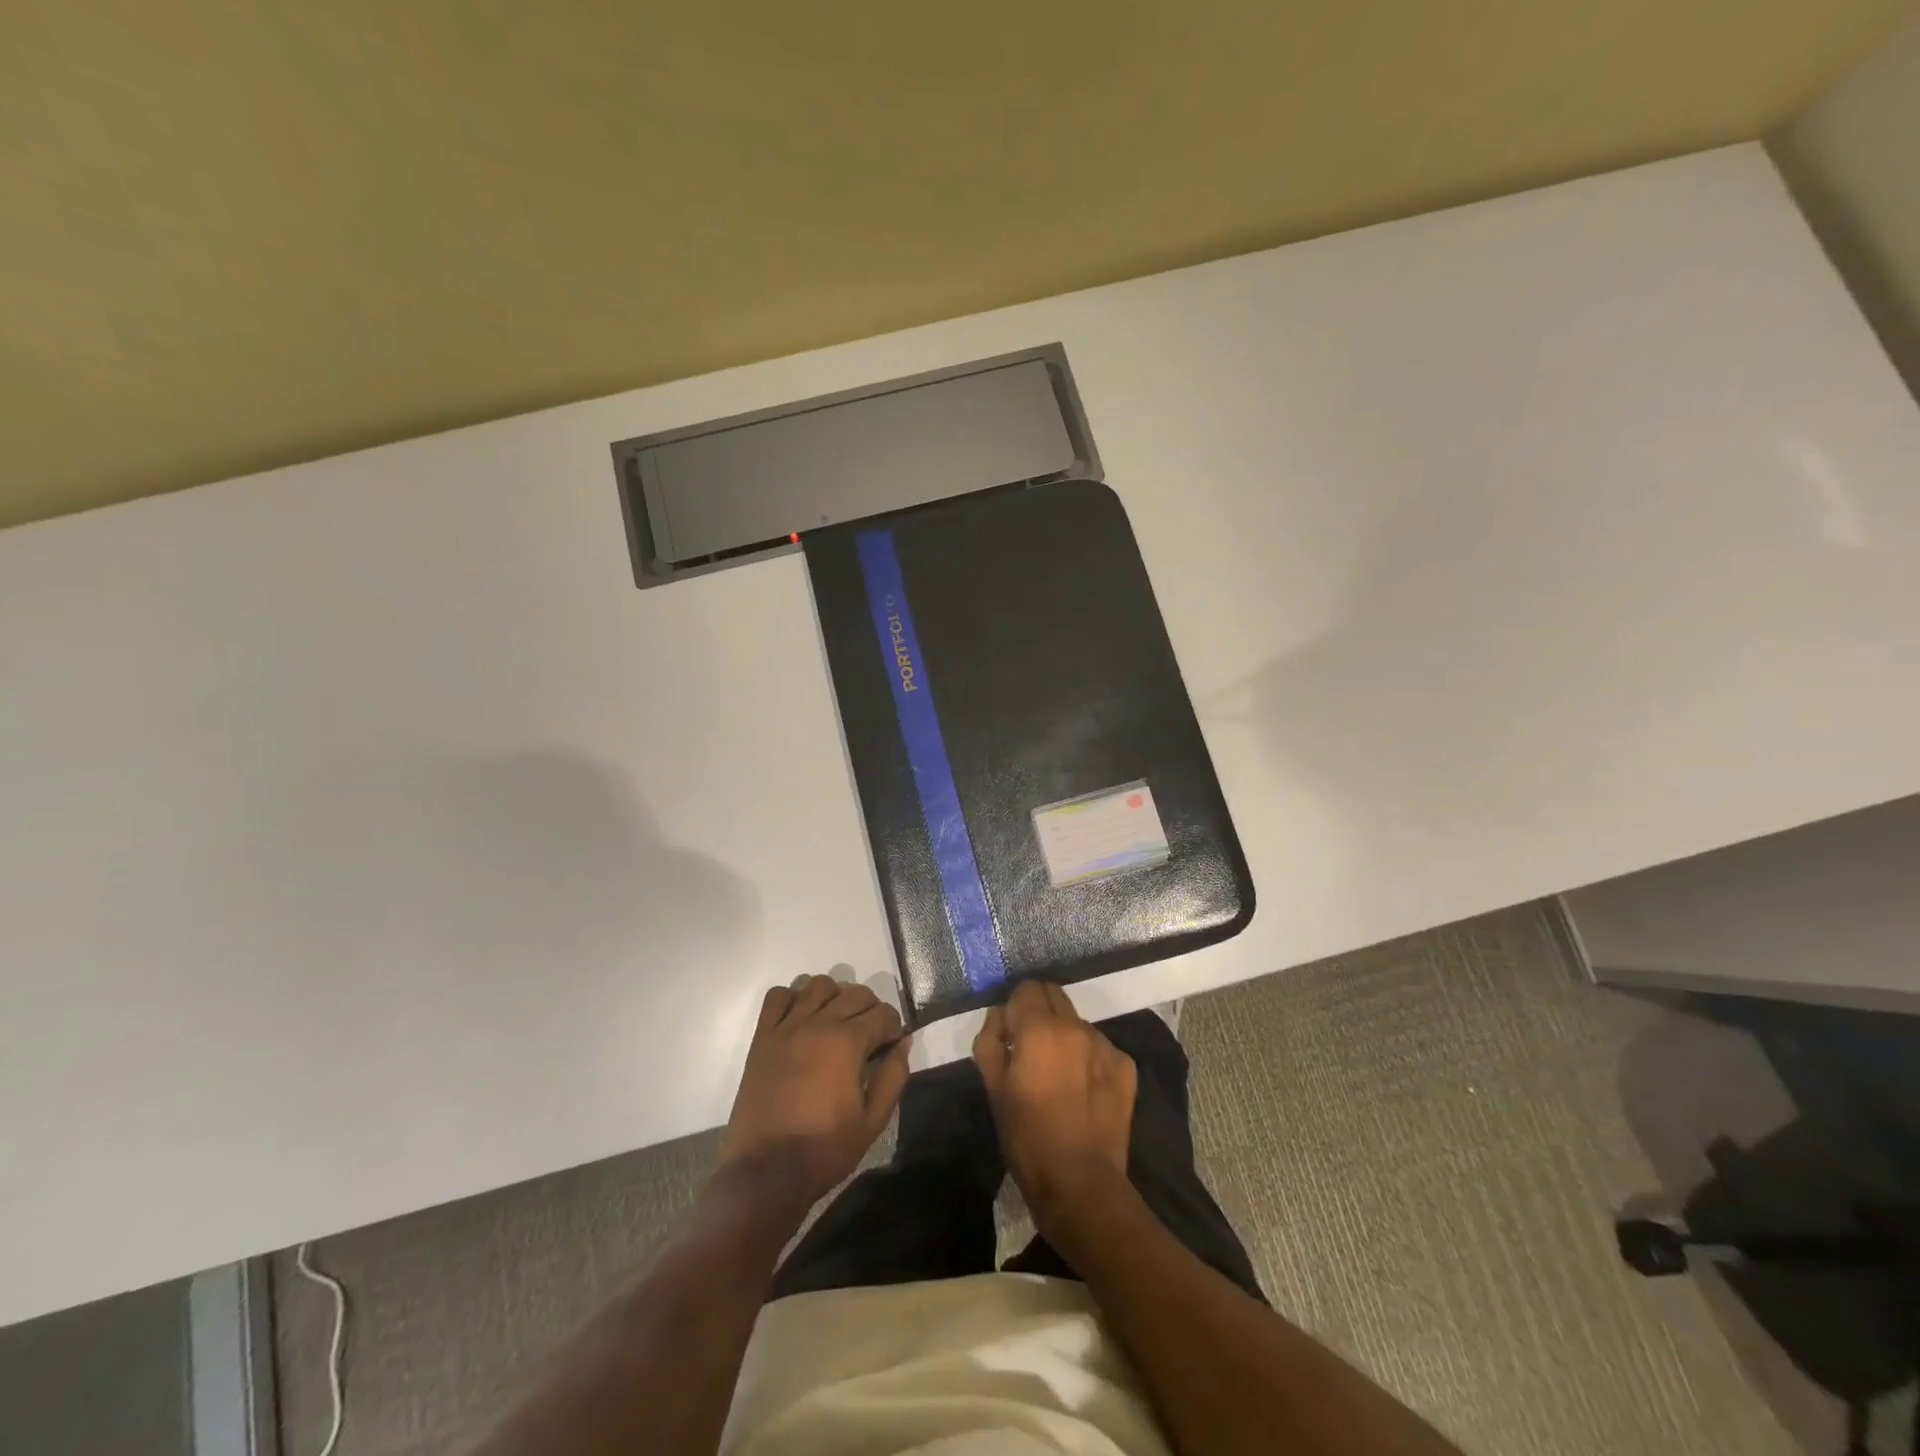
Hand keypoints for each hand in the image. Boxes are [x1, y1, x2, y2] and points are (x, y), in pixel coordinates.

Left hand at [720, 974, 911, 1211]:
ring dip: (834, 996)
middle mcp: (817, 1023)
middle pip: (854, 993)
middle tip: (871, 1035)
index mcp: (847, 1042)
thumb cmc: (824, 1150)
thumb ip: (893, 1076)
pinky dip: (792, 998)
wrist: (766, 1173)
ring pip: (817, 985)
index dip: (894, 1027)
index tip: (892, 1045)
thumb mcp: (872, 1121)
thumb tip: (904, 1043)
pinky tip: (801, 1019)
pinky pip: (777, 997)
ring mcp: (786, 1028)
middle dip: (871, 1008)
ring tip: (837, 1021)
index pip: (883, 1013)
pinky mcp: (761, 1038)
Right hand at [973, 980, 1136, 1233]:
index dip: (1014, 1008)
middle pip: (1054, 994)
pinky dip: (1087, 1058)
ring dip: (1064, 1036)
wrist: (1081, 1184)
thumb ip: (990, 1040)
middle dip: (1039, 1012)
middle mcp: (1075, 1026)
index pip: (1025, 988)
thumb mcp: (993, 1089)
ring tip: (1058, 1074)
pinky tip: (1082, 1090)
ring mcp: (1105, 1044)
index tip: (1010, 1034)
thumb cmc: (1027, 1138)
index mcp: (1039, 1029)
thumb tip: (1000, 1016)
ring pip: (1077, 1022)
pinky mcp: (1126, 1066)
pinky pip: (1099, 1047)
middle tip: (1031, 1047)